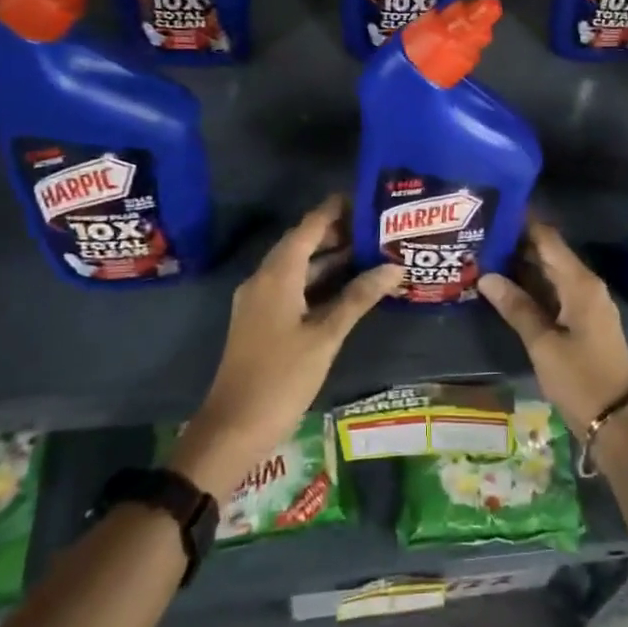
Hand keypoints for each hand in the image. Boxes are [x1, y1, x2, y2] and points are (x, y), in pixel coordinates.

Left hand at [169, 195, 402, 500]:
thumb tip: (394, 266)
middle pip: (302, 243)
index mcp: (277, 275)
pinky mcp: (261, 320)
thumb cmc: (281, 378)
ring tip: (370, 252)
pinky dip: (319, 281)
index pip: (309, 226)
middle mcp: (264, 279)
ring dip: (330, 258)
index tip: (366, 197)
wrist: (233, 428)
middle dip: (337, 232)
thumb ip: (359, 297)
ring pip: (298, 266)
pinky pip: (293, 286)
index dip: (335, 209)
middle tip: (377, 227)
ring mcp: (260, 300)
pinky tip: (347, 288)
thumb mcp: (326, 336)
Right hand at [479, 216, 627, 433]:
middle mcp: (586, 285)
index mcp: (580, 283)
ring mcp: (587, 303)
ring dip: (522, 267)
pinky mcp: (583, 320)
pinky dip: (533, 288)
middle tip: (481, 236)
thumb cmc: (580, 378)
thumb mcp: (543, 344)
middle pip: (548, 254)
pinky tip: (507, 289)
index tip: (495, 212)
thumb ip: (516, 307)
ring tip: (486, 257)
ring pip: (551, 274)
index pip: (548, 239)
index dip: (523, 223)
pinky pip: (555, 292)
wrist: (616, 419)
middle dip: (517, 245)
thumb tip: (486, 276)